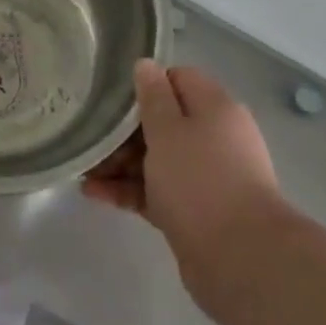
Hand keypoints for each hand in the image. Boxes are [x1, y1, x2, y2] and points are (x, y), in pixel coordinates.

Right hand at [83, 60, 282, 299]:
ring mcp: (207, 176)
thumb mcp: (167, 129)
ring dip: (122, 163)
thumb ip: (153, 96)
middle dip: (125, 131)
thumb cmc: (200, 180)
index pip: (178, 79)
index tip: (114, 98)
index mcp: (215, 108)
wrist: (241, 260)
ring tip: (84, 171)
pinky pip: (158, 191)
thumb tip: (146, 64)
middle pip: (164, 121)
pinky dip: (131, 190)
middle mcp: (215, 137)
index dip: (146, 84)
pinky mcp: (197, 212)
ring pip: (158, 159)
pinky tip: (95, 194)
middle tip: (91, 139)